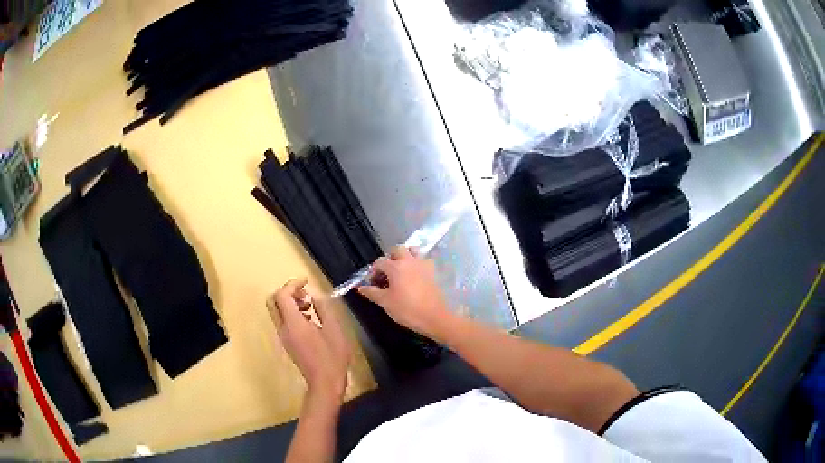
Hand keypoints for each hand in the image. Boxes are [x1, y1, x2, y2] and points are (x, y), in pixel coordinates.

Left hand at [268, 278, 350, 404]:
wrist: (324, 383)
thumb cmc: (332, 357)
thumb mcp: (334, 329)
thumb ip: (323, 308)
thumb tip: (315, 296)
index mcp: (294, 324)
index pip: (282, 295)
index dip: (292, 284)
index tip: (307, 281)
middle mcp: (283, 328)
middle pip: (272, 301)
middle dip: (287, 292)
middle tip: (305, 294)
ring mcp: (283, 337)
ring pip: (277, 311)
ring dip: (290, 303)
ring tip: (311, 307)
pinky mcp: (287, 343)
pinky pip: (283, 321)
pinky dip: (292, 314)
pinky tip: (311, 320)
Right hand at [358, 247, 452, 338]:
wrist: (433, 317)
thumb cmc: (407, 309)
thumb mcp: (385, 302)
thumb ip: (372, 292)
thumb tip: (361, 288)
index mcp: (396, 267)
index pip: (380, 262)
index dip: (373, 271)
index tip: (372, 283)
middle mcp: (409, 261)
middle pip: (397, 249)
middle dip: (389, 258)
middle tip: (386, 272)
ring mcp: (423, 265)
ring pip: (413, 251)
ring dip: (405, 256)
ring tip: (401, 270)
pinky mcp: (432, 272)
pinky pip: (423, 261)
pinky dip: (417, 264)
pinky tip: (414, 277)